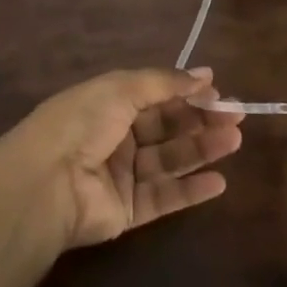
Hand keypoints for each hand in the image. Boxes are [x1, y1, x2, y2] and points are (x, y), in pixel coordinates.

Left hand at [0, 67, 244, 250]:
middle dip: (200, 120)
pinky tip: (219, 181)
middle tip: (237, 116)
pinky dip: (191, 190)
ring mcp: (122, 175)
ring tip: (235, 140)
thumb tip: (205, 75)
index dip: (184, 92)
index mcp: (108, 102)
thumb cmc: (83, 122)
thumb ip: (164, 83)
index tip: (218, 90)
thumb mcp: (122, 88)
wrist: (49, 181)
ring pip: (169, 160)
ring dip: (202, 150)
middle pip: (165, 127)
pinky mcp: (128, 211)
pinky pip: (164, 198)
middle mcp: (116, 136)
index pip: (154, 95)